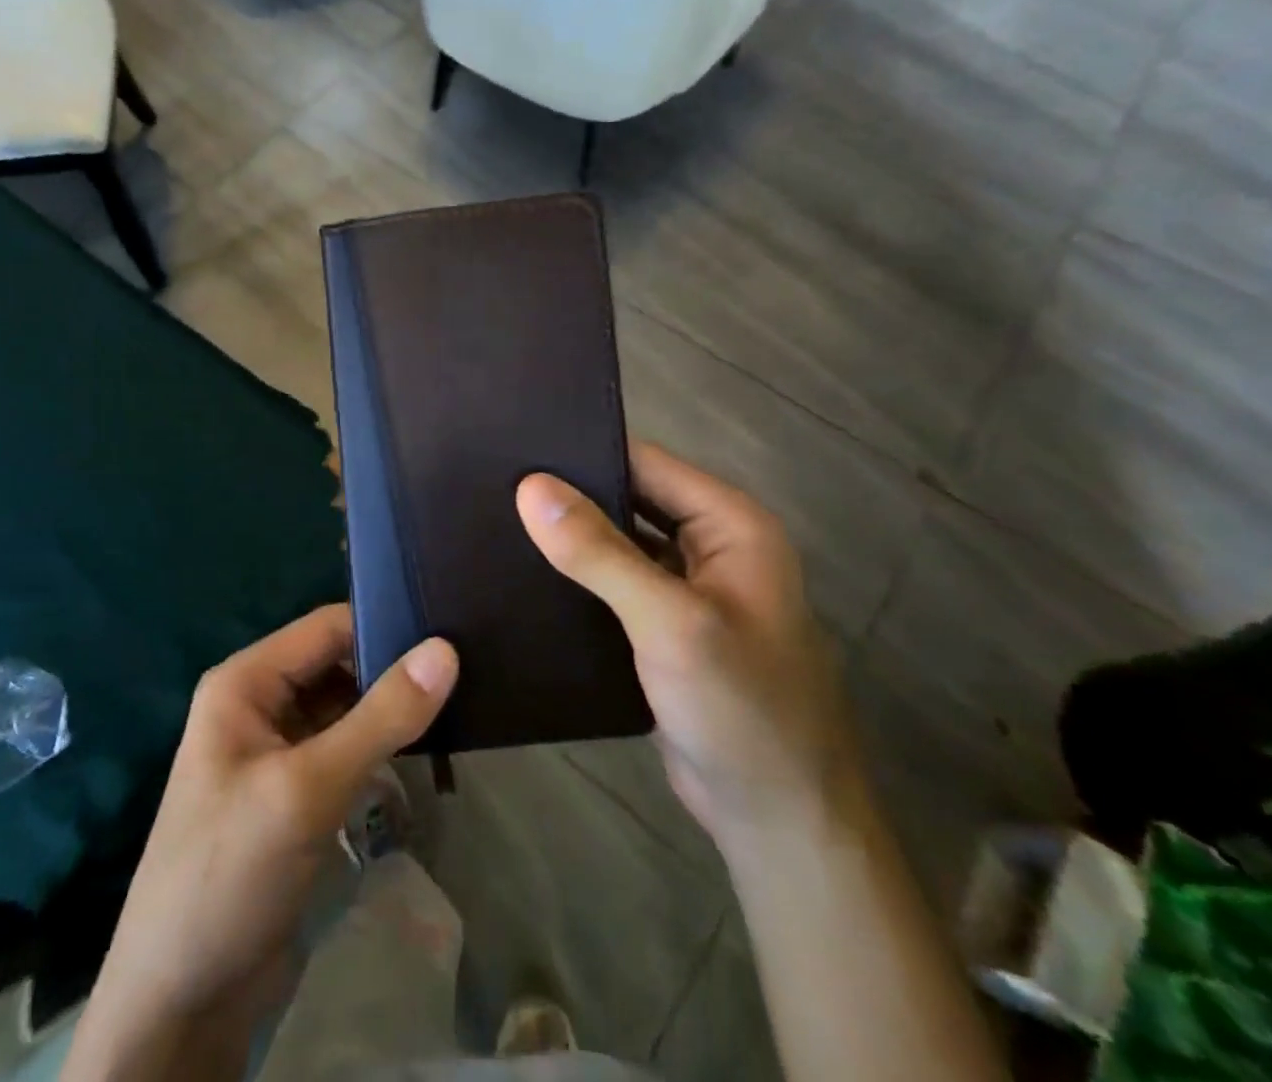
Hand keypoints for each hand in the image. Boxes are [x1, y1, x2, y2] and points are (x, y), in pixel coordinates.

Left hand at [64, 605, 457, 1081]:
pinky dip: (381, 746)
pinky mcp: (296, 793)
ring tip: (463, 695)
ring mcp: (278, 751)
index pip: (327, 627)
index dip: (384, 623)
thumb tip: (446, 649)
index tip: (450, 629)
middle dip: (393, 667)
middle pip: (338, 664)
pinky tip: (428, 744)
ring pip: (346, 707)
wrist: (180, 1003)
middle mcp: (260, 704)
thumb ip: (380, 718)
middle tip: (468, 664)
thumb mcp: (308, 788)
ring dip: (391, 708)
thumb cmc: (230, 873)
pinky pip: (345, 749)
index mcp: (246, 682)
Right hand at [516, 441, 861, 847]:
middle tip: (492, 482)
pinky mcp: (664, 629)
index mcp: (730, 523)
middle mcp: (711, 546)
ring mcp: (687, 590)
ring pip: (617, 543)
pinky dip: (578, 578)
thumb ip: (599, 552)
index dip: (585, 451)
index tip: (514, 447)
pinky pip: (614, 585)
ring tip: (494, 517)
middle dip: (570, 494)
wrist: (778, 824)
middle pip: (630, 499)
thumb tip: (530, 487)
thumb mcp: (669, 622)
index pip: (646, 463)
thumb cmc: (740, 709)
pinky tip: (524, 572)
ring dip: (570, 536)